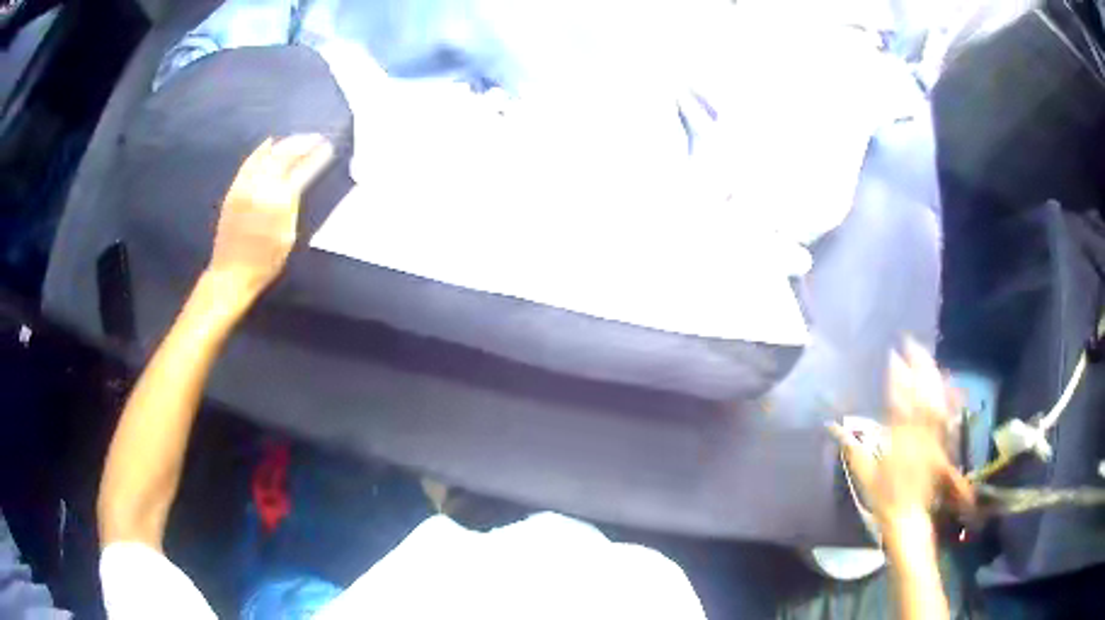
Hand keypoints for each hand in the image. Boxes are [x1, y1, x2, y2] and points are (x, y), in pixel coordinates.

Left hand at [209, 134, 333, 298]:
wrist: (231, 273)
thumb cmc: (265, 262)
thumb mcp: (288, 236)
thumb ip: (293, 206)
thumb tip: (299, 184)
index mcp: (279, 200)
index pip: (302, 170)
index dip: (316, 157)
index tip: (328, 147)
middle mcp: (261, 186)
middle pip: (284, 155)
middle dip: (302, 143)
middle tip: (316, 137)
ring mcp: (245, 185)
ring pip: (267, 155)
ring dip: (285, 143)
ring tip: (298, 139)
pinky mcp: (234, 189)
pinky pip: (249, 162)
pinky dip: (261, 150)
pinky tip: (270, 142)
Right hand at [830, 339, 974, 525]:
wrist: (908, 515)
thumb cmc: (882, 498)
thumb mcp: (863, 475)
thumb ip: (852, 448)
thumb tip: (833, 426)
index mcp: (896, 441)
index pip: (898, 402)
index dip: (898, 377)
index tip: (894, 356)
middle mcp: (916, 434)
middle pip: (921, 394)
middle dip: (918, 367)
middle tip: (913, 344)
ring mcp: (931, 438)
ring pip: (935, 400)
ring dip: (932, 376)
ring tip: (926, 356)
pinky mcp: (940, 442)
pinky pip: (946, 415)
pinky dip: (947, 396)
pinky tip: (946, 381)